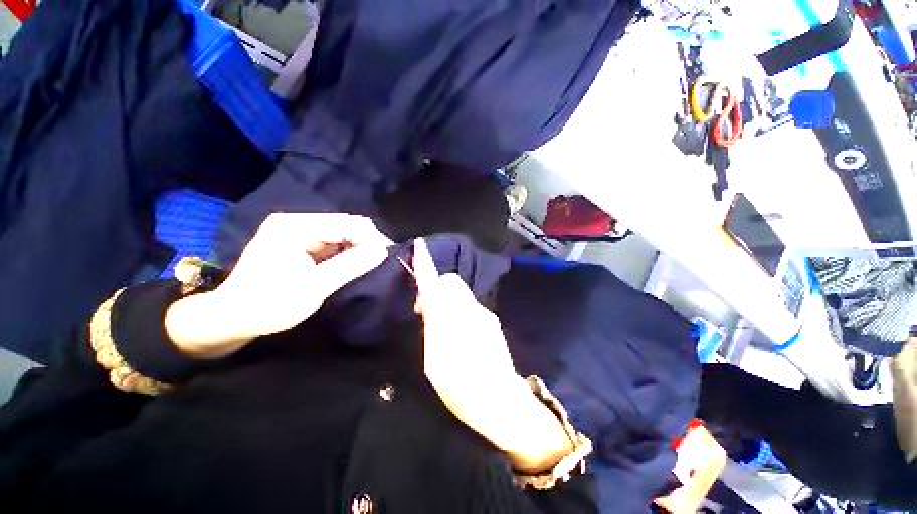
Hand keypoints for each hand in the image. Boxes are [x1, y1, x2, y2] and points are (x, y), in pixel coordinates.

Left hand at [165, 213, 390, 358]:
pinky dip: (347, 252)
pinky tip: (355, 264)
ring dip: (358, 247)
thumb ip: (350, 266)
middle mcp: (296, 222)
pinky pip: (333, 243)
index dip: (371, 237)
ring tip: (370, 265)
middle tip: (380, 262)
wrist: (233, 318)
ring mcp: (298, 232)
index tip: (387, 256)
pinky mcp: (301, 244)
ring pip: (341, 234)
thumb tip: (383, 250)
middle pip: (345, 225)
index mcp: (294, 227)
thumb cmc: (269, 305)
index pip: (346, 223)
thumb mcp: (314, 287)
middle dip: (366, 242)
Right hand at [413, 239, 572, 472]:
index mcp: (451, 320)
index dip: (426, 264)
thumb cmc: (461, 387)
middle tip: (426, 309)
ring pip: (461, 294)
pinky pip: (469, 306)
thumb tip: (429, 303)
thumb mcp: (434, 362)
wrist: (500, 401)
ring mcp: (483, 314)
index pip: (436, 284)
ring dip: (448, 300)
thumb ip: (432, 326)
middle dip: (437, 287)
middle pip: (452, 282)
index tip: (420, 245)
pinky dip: (459, 309)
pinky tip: (459, 332)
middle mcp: (470, 310)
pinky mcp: (491, 321)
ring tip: (442, 325)